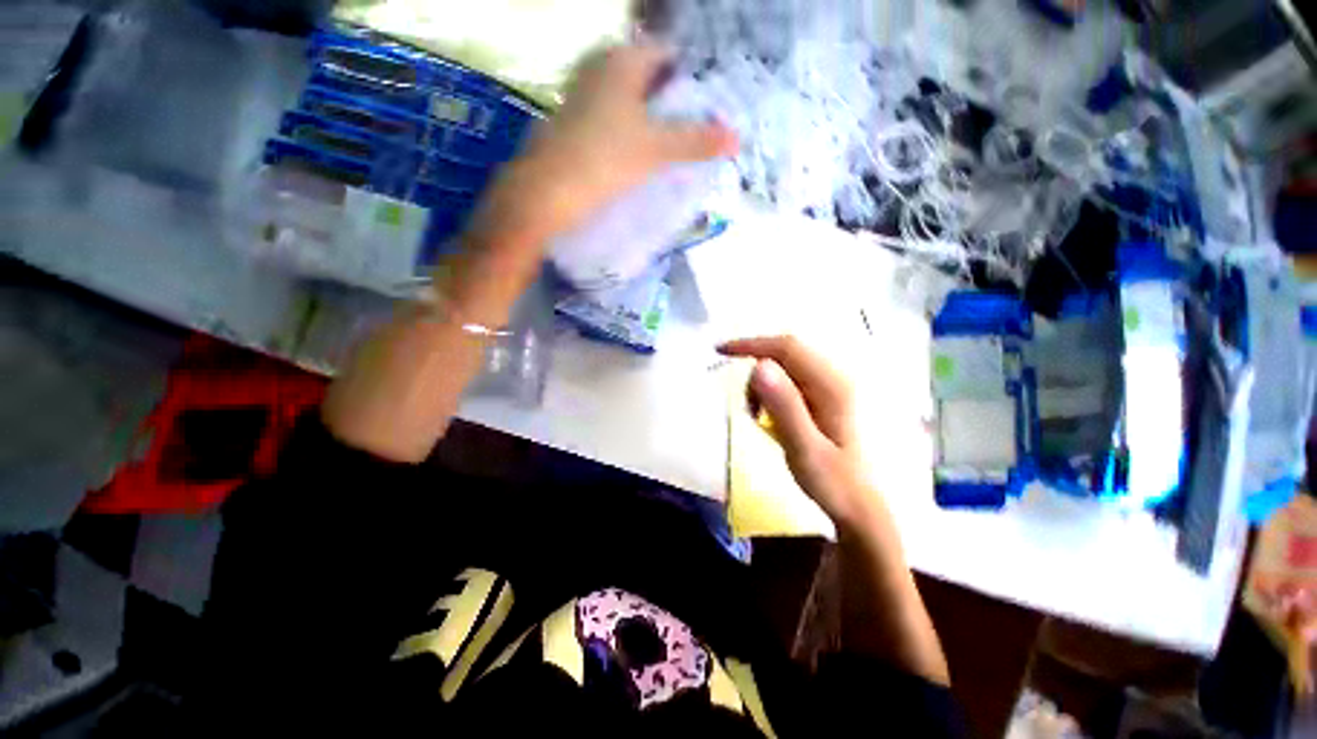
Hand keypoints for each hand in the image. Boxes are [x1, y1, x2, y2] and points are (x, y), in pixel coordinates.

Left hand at [471, 42, 738, 244]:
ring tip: (676, 143)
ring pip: (631, 99)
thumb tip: (737, 138)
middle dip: (674, 100)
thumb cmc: (605, 160)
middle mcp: (601, 67)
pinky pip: (615, 118)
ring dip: (654, 118)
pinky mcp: (577, 122)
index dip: (692, 76)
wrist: (548, 192)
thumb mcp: (656, 149)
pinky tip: (644, 153)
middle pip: (650, 77)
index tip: (710, 103)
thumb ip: (696, 141)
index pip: (668, 54)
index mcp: (622, 60)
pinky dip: (633, 130)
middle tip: (697, 126)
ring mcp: (585, 94)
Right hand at [719, 336, 878, 529]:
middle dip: (756, 374)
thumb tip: (759, 366)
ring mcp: (830, 386)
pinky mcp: (824, 397)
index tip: (721, 352)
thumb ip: (784, 408)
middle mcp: (834, 378)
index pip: (787, 348)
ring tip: (760, 419)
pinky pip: (789, 381)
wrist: (861, 505)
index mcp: (833, 386)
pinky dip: (771, 394)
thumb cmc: (835, 483)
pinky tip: (771, 418)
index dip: (752, 345)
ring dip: (762, 386)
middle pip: (785, 354)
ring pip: (784, 367)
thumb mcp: (805, 450)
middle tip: (748, 410)